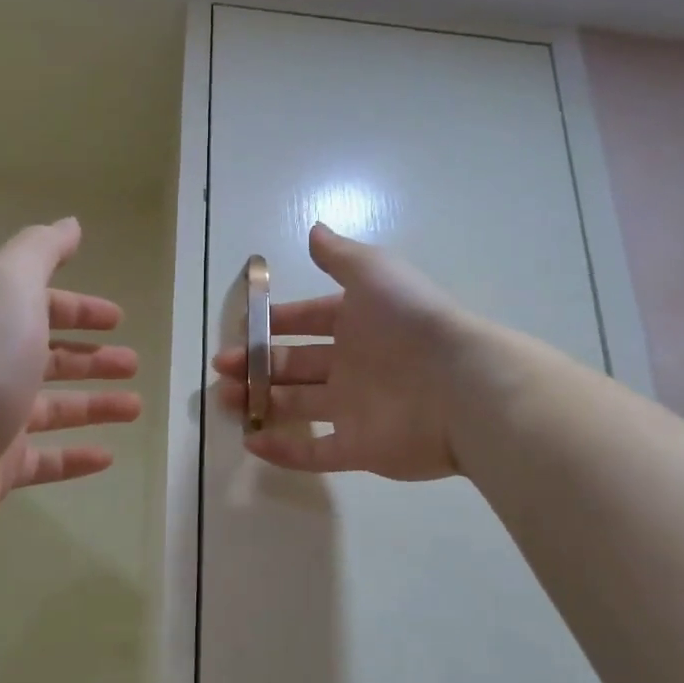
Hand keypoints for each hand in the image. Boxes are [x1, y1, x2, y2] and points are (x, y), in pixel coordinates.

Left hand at [0, 218, 140, 555]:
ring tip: (134, 407)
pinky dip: (77, 458)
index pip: (41, 308)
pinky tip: (108, 458)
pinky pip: (46, 461)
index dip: (79, 309)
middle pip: (50, 358)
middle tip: (132, 364)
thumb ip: (40, 251)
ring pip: (55, 409)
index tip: (118, 319)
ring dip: (95, 405)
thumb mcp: (8, 287)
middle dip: (93, 358)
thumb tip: (70, 224)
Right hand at [214, 222, 470, 478]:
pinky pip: (315, 452)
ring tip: (226, 401)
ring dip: (261, 402)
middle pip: (296, 365)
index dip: (275, 323)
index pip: (307, 321)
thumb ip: (340, 256)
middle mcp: (354, 365)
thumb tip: (314, 230)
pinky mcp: (360, 449)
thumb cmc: (409, 322)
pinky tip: (252, 443)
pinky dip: (283, 450)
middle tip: (223, 369)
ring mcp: (356, 409)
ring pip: (298, 406)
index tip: (242, 328)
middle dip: (258, 365)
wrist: (460, 384)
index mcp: (357, 324)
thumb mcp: (373, 273)